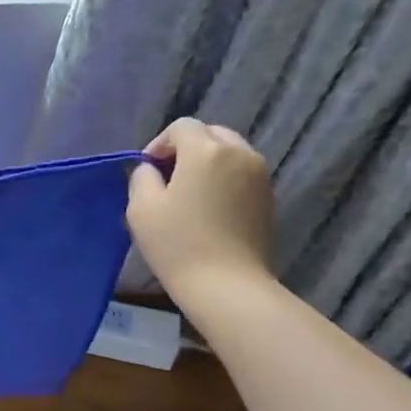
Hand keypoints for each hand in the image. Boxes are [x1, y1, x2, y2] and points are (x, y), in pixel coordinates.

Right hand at [126, 119, 274, 304]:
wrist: (227, 284)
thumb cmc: (177, 243)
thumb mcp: (141, 208)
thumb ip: (142, 177)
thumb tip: (150, 169)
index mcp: (206, 151)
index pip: (182, 127)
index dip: (159, 143)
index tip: (148, 170)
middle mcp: (239, 153)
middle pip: (211, 134)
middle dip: (187, 149)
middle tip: (168, 179)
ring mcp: (260, 175)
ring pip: (230, 153)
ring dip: (208, 163)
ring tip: (189, 194)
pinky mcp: (269, 197)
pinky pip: (242, 174)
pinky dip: (224, 180)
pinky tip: (210, 210)